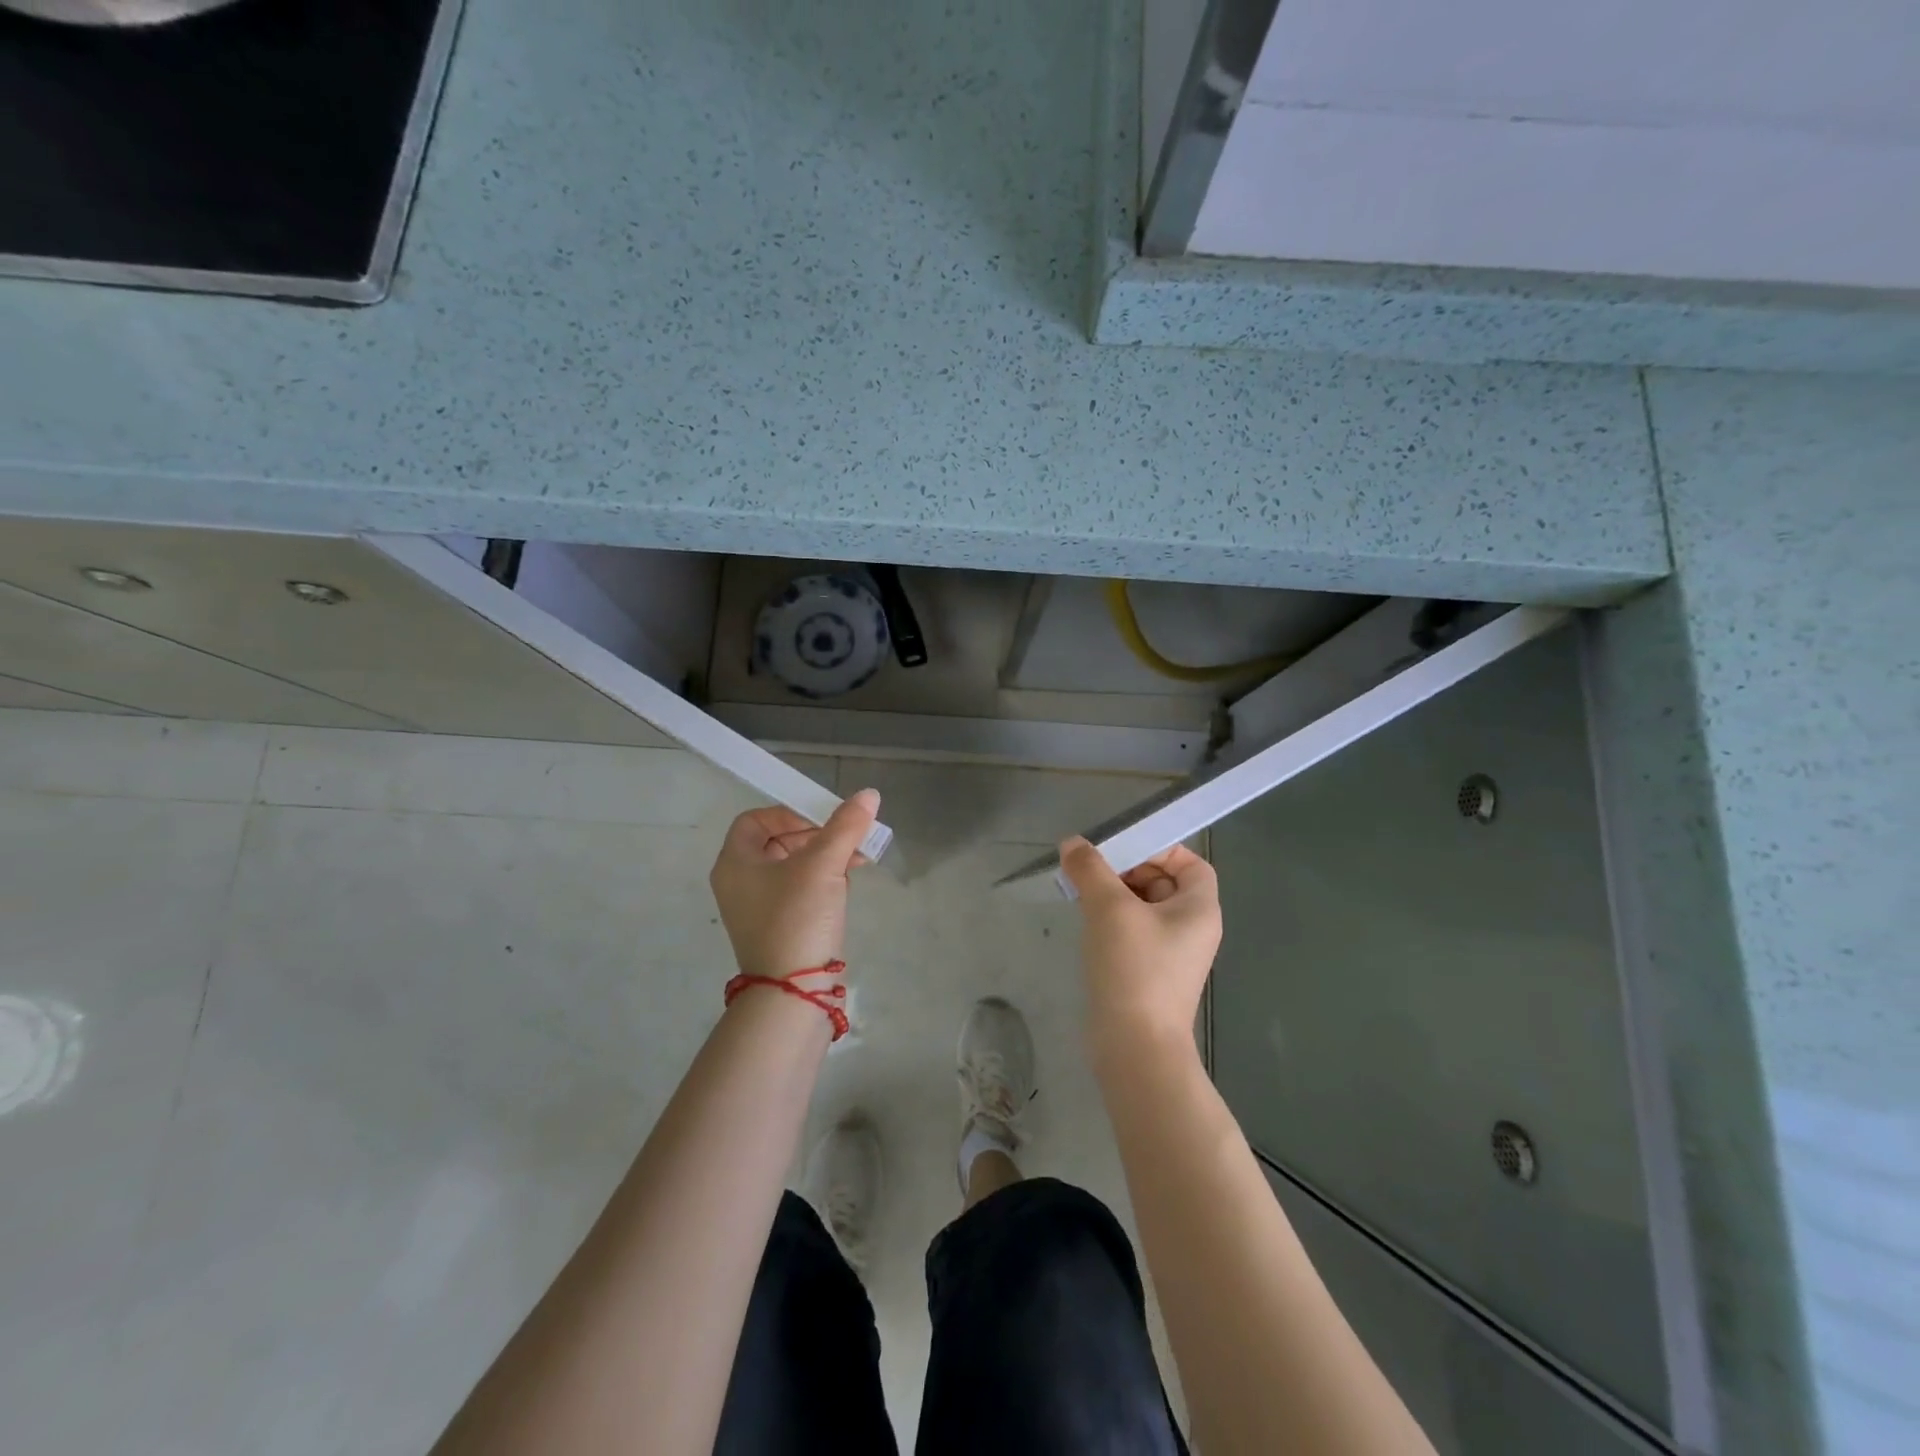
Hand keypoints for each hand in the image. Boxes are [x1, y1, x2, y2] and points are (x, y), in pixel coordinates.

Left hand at [709, 790, 879, 982]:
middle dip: (816, 835)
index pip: (755, 819)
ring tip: (856, 859)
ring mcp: (758, 908)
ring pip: (792, 867)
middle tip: (846, 838)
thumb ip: (846, 826)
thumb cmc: (798, 918)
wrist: (794, 992)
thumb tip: (869, 794)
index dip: (789, 812)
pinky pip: (798, 891)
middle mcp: (740, 883)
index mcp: (735, 863)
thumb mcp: (823, 865)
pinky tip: (847, 883)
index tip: (822, 822)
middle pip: (777, 841)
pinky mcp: (778, 927)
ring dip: (824, 857)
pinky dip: (822, 881)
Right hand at [1059, 837, 1221, 1060]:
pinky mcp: (1149, 975)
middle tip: (1092, 871)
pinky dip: (1112, 922)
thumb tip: (1073, 843)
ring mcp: (1171, 955)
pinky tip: (1086, 925)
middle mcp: (1192, 930)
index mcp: (1199, 909)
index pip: (1190, 864)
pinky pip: (1133, 934)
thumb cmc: (1133, 968)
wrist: (1134, 1048)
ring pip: (1144, 909)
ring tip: (1082, 894)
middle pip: (1164, 883)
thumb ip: (1090, 869)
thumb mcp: (1109, 908)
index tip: (1121, 851)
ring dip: (1114, 896)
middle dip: (1127, 871)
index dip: (1159, 850)